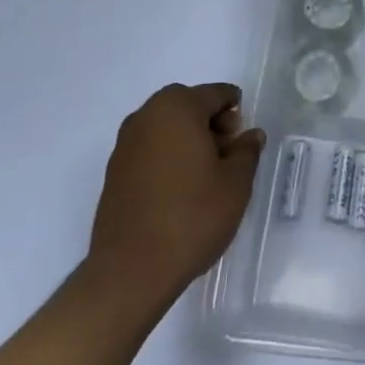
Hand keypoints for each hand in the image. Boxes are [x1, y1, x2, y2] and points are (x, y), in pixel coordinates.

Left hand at [87, 83, 265, 313]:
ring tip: (206, 176)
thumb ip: (247, 151)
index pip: (216, 94)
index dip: (236, 111)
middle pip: (188, 106)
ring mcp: (125, 143)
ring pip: (166, 127)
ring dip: (188, 140)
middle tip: (228, 156)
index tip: (245, 139)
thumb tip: (250, 135)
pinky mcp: (114, 171)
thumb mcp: (236, 183)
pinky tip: (180, 189)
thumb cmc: (192, 216)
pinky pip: (149, 149)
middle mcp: (146, 115)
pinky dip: (168, 157)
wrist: (132, 270)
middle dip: (211, 123)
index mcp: (177, 107)